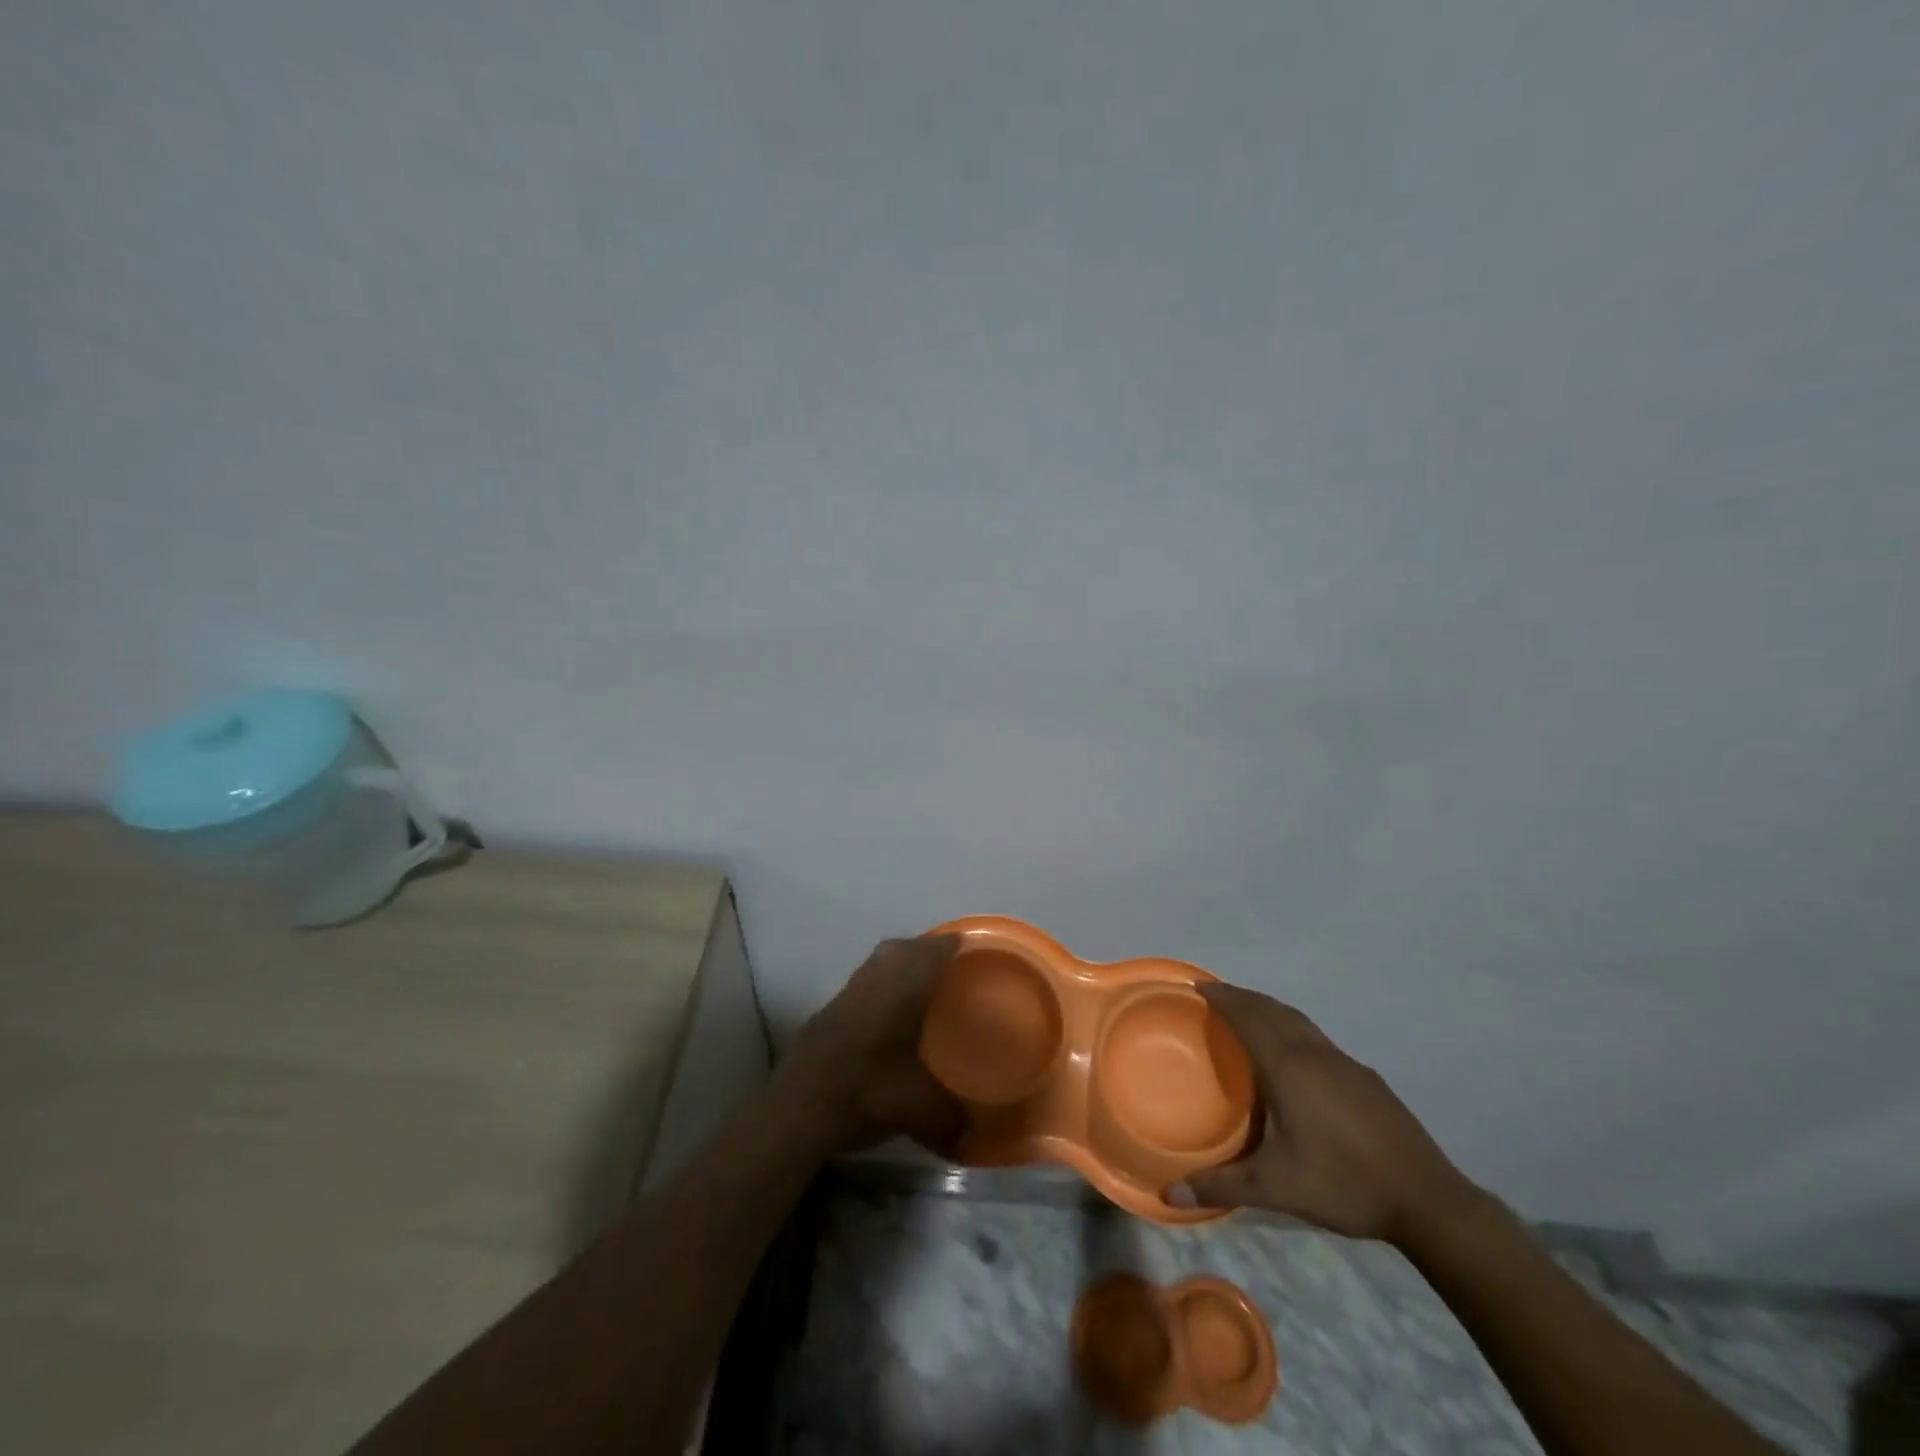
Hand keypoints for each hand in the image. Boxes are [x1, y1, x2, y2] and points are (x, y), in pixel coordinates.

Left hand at [779, 935, 965, 1157]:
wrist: (797, 1108)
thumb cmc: (866, 1093)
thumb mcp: (920, 1111)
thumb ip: (952, 1119)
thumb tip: (972, 1136)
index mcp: (903, 989)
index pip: (933, 952)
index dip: (953, 944)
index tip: (971, 947)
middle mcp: (875, 980)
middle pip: (903, 948)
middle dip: (926, 949)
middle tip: (948, 966)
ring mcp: (847, 993)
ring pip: (879, 962)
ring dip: (900, 963)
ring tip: (920, 983)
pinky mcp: (828, 1010)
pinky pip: (863, 981)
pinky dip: (880, 984)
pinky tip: (886, 1012)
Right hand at [1174, 983, 1479, 1245]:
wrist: (1428, 1199)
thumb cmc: (1344, 1184)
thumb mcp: (1277, 1188)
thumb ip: (1222, 1186)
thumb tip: (1169, 1193)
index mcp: (1289, 1068)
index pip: (1249, 1018)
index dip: (1223, 999)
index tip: (1198, 986)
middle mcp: (1315, 1054)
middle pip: (1272, 1010)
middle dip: (1242, 997)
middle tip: (1216, 994)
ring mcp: (1345, 1062)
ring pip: (1298, 1020)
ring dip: (1269, 1008)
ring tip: (1249, 1012)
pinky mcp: (1366, 1077)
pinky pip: (1317, 1037)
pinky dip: (1293, 1027)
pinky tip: (1295, 1053)